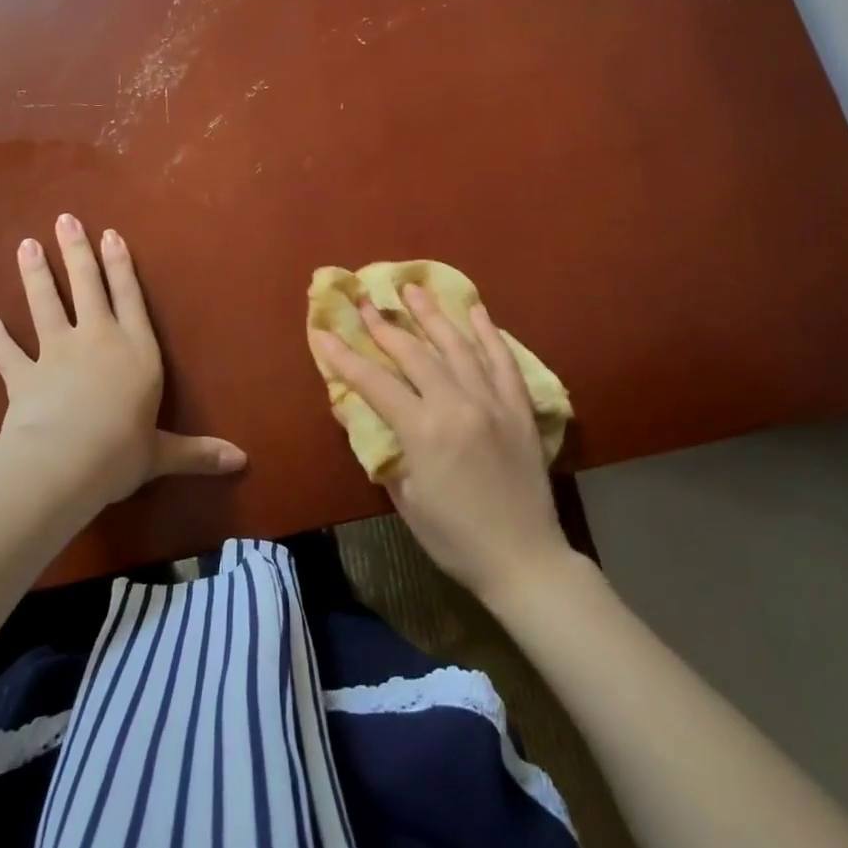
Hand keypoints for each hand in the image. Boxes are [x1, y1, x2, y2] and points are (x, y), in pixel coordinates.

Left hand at [0, 214, 245, 510]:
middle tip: (64, 220)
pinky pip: (8, 354)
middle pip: (86, 286)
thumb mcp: (163, 453)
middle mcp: (97, 340)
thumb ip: (198, 452)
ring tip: (25, 245)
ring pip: (45, 304)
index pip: (130, 297)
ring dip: (35, 275)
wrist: (65, 461)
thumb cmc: (122, 450)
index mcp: (136, 350)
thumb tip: (243, 462)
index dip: (121, 265)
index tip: (110, 235)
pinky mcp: (24, 376)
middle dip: (76, 252)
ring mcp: (56, 354)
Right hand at [311, 285, 574, 604]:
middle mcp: (457, 404)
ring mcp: (492, 401)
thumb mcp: (405, 498)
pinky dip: (487, 332)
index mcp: (424, 431)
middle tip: (365, 299)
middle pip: (414, 353)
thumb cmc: (454, 538)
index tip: (323, 331)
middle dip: (384, 324)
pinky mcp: (519, 407)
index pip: (374, 382)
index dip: (345, 357)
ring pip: (457, 345)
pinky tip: (474, 310)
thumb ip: (380, 448)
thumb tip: (349, 408)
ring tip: (412, 288)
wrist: (523, 559)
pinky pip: (502, 359)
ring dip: (431, 314)